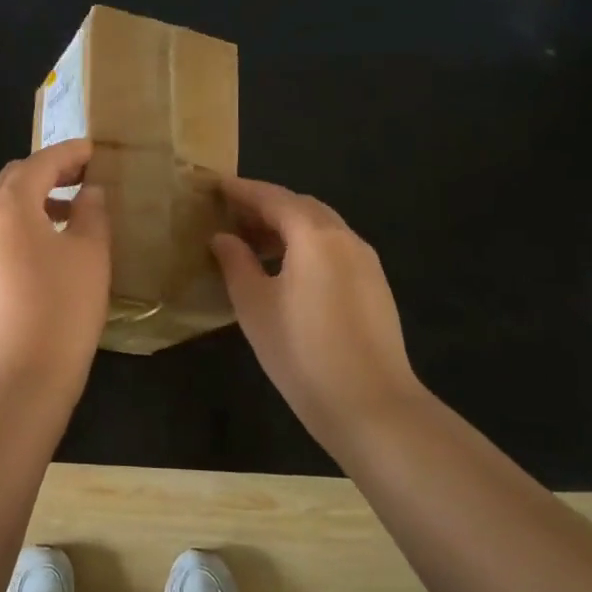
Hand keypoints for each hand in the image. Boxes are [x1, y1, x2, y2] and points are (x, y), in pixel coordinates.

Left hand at [0, 139, 110, 393]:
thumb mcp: (90, 254)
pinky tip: (39, 247)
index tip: (93, 151)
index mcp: (7, 205)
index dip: (69, 153)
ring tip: (66, 213)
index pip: (40, 163)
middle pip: (11, 180)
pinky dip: (14, 228)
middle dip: (46, 173)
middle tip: (82, 177)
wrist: (17, 379)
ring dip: (30, 201)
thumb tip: (89, 192)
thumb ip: (92, 211)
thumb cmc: (62, 310)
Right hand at [211, 176, 425, 453]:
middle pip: (301, 206)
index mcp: (314, 235)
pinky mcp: (375, 286)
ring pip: (321, 227)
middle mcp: (345, 237)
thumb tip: (223, 237)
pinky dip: (307, 245)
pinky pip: (335, 248)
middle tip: (231, 217)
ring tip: (254, 245)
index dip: (242, 190)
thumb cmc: (301, 351)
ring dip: (287, 227)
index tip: (216, 186)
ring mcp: (366, 262)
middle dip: (265, 206)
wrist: (371, 405)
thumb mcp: (254, 305)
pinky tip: (287, 271)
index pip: (272, 197)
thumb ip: (236, 263)